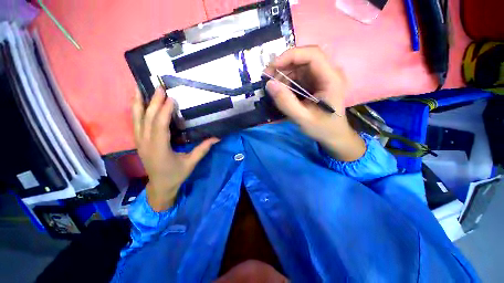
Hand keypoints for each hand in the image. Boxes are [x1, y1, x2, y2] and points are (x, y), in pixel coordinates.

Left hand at [132, 88, 218, 211]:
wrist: (159, 187)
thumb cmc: (175, 176)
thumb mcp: (190, 164)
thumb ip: (202, 149)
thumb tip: (218, 136)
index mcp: (160, 150)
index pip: (160, 126)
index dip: (164, 110)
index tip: (172, 97)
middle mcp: (147, 143)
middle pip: (148, 119)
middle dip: (153, 102)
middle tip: (160, 87)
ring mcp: (140, 142)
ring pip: (137, 119)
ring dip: (138, 102)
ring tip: (139, 86)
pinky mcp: (138, 141)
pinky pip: (135, 122)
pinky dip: (135, 109)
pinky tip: (136, 99)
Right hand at [264, 46, 364, 160]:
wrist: (336, 135)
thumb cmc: (324, 129)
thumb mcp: (303, 119)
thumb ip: (286, 102)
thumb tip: (269, 83)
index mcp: (332, 79)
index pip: (313, 54)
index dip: (292, 55)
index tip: (273, 66)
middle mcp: (330, 72)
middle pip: (306, 53)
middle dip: (285, 61)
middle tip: (269, 74)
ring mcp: (324, 73)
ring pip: (302, 60)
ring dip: (285, 68)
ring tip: (274, 84)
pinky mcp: (318, 77)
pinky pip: (301, 68)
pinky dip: (289, 74)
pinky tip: (282, 87)